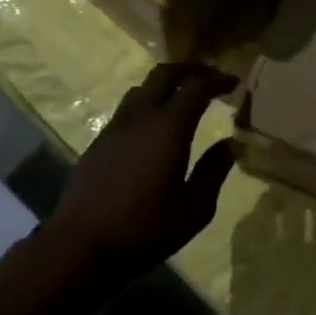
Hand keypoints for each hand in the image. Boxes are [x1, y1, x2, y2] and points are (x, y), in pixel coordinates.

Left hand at [40, 64, 236, 283]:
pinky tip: (153, 127)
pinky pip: (126, 109)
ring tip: (181, 98)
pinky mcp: (98, 142)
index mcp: (168, 128)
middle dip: (190, 69)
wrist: (81, 245)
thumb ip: (214, 171)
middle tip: (209, 77)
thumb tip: (232, 144)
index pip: (196, 87)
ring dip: (164, 85)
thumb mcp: (194, 208)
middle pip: (164, 74)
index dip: (217, 80)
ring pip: (141, 88)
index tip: (234, 83)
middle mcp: (140, 117)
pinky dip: (146, 104)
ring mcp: (115, 127)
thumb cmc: (144, 229)